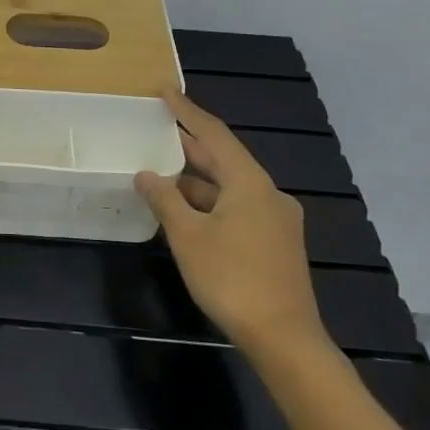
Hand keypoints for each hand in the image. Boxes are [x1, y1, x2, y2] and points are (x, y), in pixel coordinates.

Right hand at [136, 90, 330, 362]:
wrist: (284, 338)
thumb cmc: (232, 279)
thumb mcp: (188, 236)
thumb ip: (165, 199)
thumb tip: (145, 173)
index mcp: (250, 183)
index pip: (214, 134)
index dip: (187, 111)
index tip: (165, 91)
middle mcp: (268, 193)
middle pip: (224, 159)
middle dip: (190, 145)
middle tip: (158, 128)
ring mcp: (276, 219)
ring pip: (230, 186)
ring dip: (197, 179)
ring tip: (162, 170)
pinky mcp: (275, 242)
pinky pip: (238, 207)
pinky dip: (211, 202)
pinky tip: (186, 210)